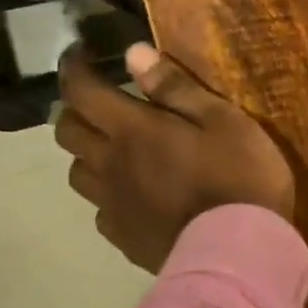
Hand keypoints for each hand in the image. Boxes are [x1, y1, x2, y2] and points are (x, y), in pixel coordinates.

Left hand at [56, 42, 295, 272]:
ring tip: (112, 150)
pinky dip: (107, 195)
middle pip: (67, 132)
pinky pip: (101, 210)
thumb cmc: (240, 177)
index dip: (74, 69)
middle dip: (75, 109)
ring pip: (77, 172)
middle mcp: (110, 165)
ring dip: (87, 153)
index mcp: (132, 130)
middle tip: (99, 102)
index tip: (79, 55)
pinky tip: (132, 196)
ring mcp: (113, 206)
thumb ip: (177, 88)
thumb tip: (133, 53)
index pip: (82, 92)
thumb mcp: (224, 121)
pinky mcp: (124, 239)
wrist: (238, 253)